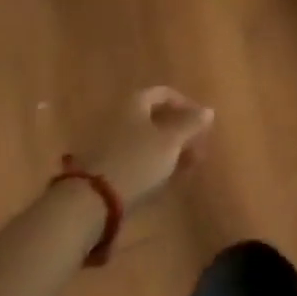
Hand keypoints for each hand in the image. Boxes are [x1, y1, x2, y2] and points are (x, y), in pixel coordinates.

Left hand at [88, 87, 214, 211]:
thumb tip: (208, 110)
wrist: (88, 202)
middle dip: (177, 131)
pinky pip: (129, 157)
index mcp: (133, 102)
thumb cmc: (136, 161)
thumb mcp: (171, 142)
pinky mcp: (96, 166)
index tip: (201, 122)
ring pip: (141, 139)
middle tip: (195, 148)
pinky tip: (158, 180)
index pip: (164, 93)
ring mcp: (103, 141)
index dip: (185, 104)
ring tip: (182, 168)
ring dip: (164, 150)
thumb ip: (191, 124)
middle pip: (152, 117)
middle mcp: (116, 115)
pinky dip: (147, 163)